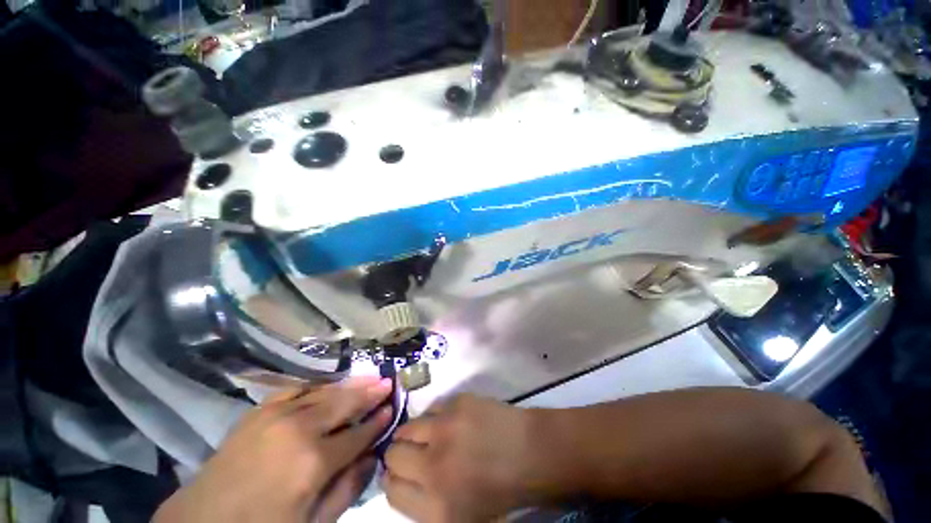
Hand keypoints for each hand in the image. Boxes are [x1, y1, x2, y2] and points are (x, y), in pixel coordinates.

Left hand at [153, 376, 392, 522]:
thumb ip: (348, 489)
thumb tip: (373, 457)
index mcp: (314, 462)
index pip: (358, 434)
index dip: (377, 422)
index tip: (391, 410)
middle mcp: (299, 429)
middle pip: (344, 404)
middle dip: (370, 393)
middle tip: (388, 382)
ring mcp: (276, 414)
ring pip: (324, 392)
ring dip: (350, 385)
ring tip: (369, 377)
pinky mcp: (259, 410)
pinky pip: (297, 388)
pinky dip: (318, 385)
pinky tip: (329, 384)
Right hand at [383, 394, 539, 521]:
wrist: (530, 452)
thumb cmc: (499, 490)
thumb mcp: (460, 517)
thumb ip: (423, 504)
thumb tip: (397, 479)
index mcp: (435, 508)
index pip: (390, 490)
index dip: (391, 479)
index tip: (398, 472)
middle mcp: (433, 467)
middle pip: (392, 455)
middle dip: (398, 455)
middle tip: (414, 452)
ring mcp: (446, 429)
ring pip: (408, 427)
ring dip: (414, 433)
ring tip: (431, 435)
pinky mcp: (458, 403)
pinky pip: (432, 408)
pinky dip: (435, 417)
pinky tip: (450, 422)